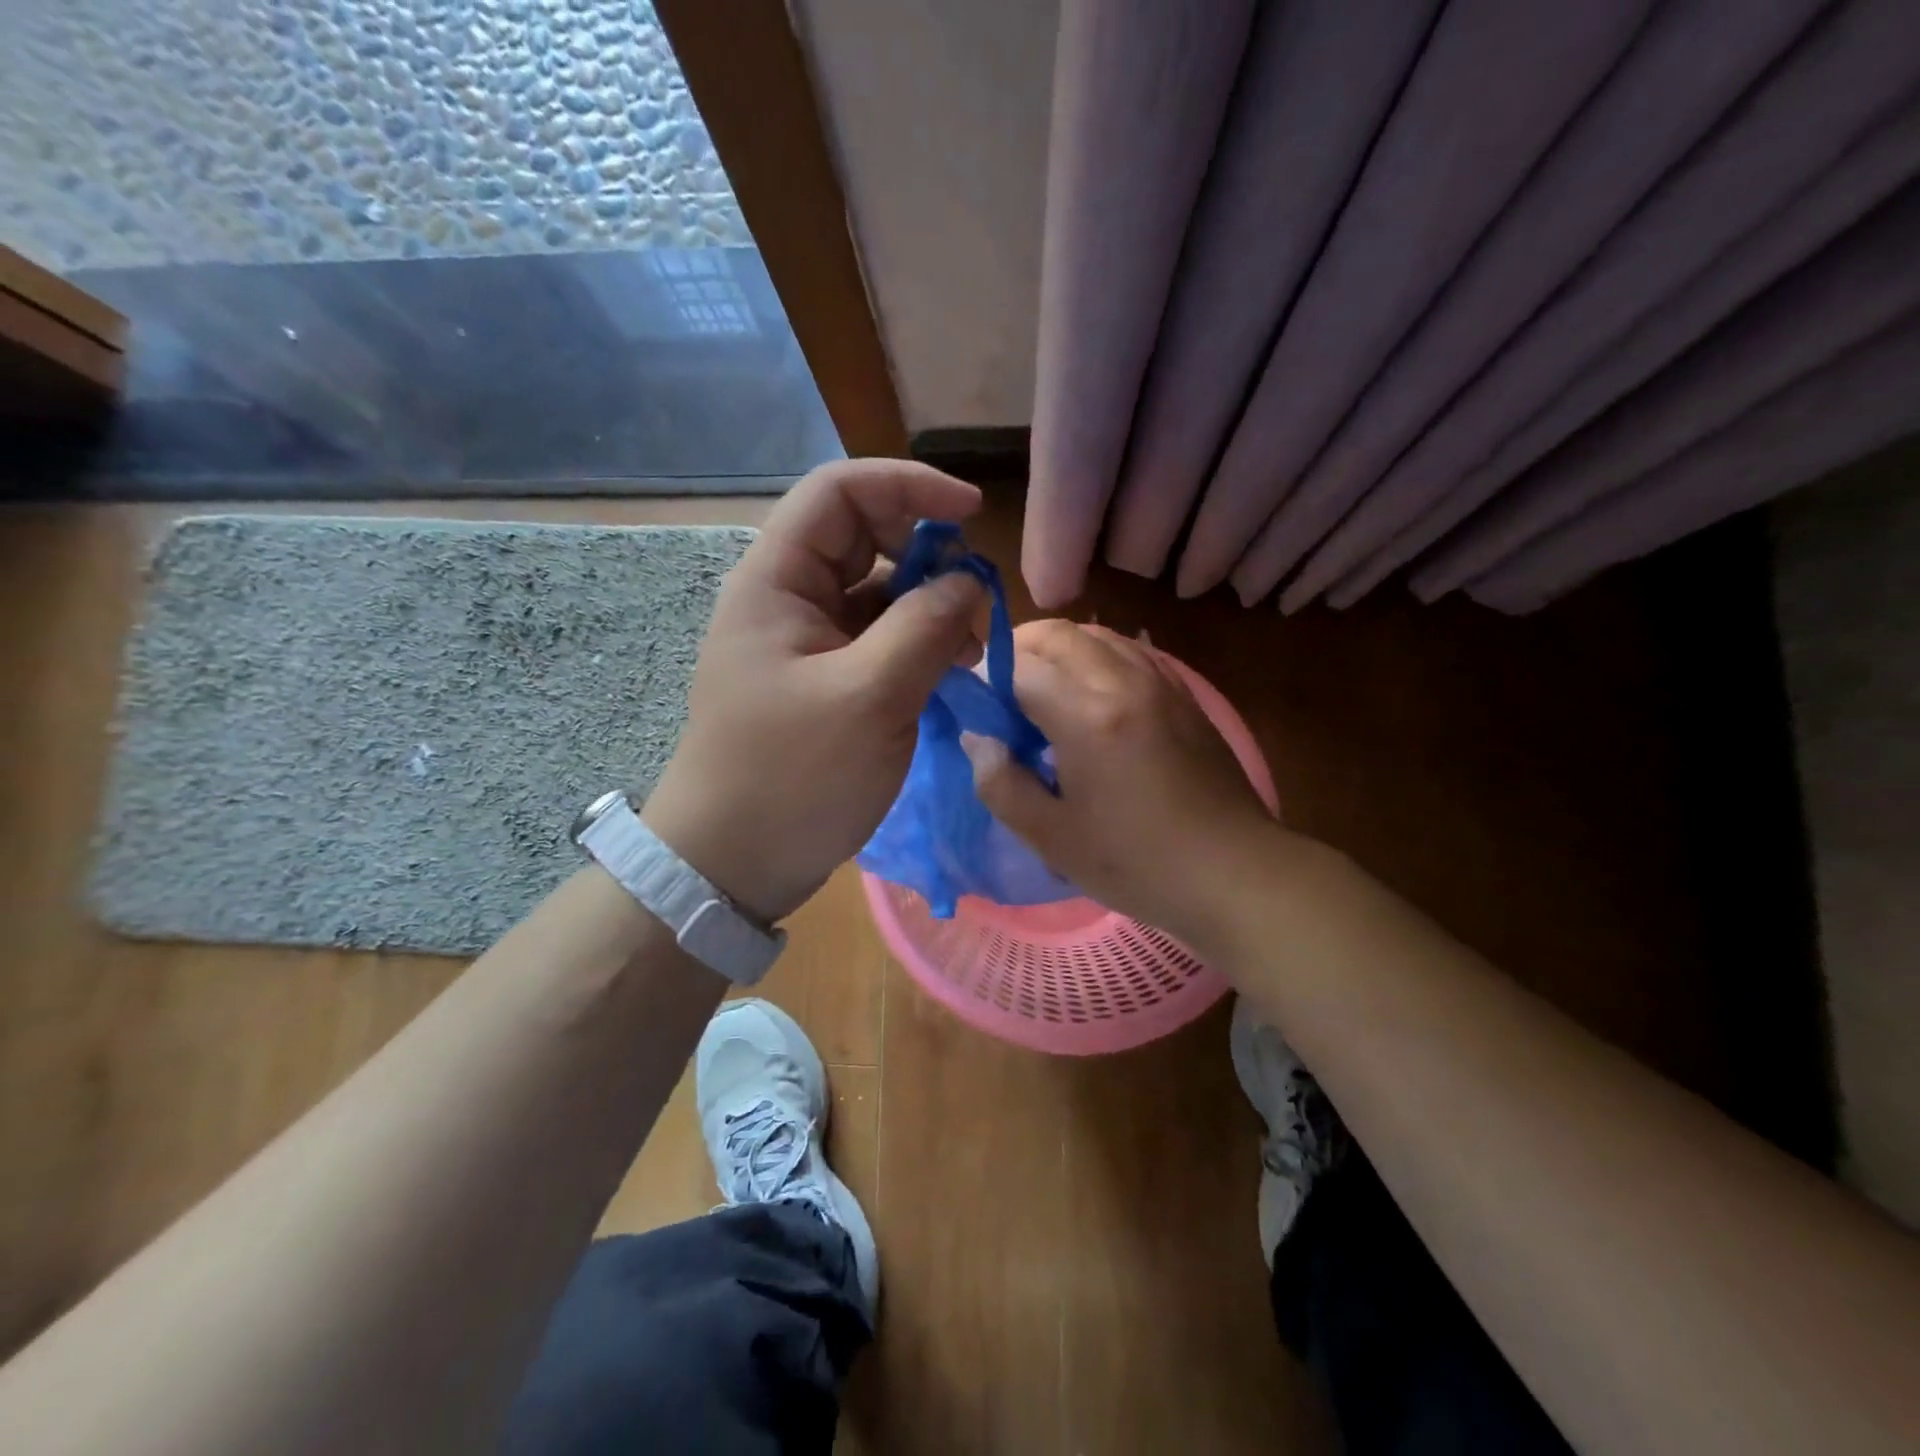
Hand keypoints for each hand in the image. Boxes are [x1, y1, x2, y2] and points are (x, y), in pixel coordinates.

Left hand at [642, 460, 985, 922]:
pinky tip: (951, 670)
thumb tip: (968, 582)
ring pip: (877, 593)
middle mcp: (787, 599)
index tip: (972, 514)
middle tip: (976, 594)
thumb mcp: (870, 698)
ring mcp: (805, 643)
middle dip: (927, 553)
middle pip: (863, 538)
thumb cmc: (792, 777)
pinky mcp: (823, 681)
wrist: (733, 864)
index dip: (908, 486)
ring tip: (972, 645)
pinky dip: (917, 644)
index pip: (839, 492)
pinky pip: (877, 640)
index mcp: (776, 581)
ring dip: (928, 604)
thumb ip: (925, 628)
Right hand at [963, 620, 1279, 939]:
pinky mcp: (1184, 695)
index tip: (973, 707)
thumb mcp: (1052, 837)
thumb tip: (980, 739)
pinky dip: (1098, 657)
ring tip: (1043, 688)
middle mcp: (1124, 682)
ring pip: (1098, 635)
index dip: (986, 681)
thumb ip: (1001, 783)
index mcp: (1087, 716)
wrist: (1234, 873)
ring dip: (1060, 649)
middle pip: (1059, 634)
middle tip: (1001, 689)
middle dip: (1019, 649)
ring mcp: (1161, 683)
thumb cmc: (1136, 864)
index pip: (1019, 668)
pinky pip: (1132, 652)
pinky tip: (1091, 694)